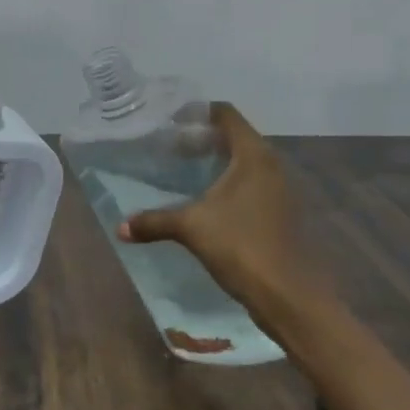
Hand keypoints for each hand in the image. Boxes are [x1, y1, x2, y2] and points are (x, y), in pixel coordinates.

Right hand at [118, 102, 313, 308]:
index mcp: (253, 156)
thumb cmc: (241, 247)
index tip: (170, 120)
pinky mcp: (281, 213)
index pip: (226, 114)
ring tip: (184, 171)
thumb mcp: (191, 228)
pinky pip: (252, 184)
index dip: (198, 112)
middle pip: (235, 136)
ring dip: (217, 162)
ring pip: (244, 162)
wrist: (290, 297)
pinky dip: (229, 183)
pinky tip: (207, 201)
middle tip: (170, 146)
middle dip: (203, 138)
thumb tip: (120, 227)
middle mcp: (271, 165)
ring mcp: (280, 190)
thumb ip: (154, 222)